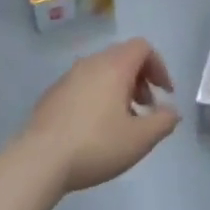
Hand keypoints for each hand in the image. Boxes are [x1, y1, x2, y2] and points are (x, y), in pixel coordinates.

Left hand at [19, 38, 180, 192]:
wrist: (38, 161)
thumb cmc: (96, 145)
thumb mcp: (140, 139)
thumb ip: (163, 122)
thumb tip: (171, 111)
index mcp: (114, 66)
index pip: (142, 47)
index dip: (159, 66)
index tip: (165, 93)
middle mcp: (90, 64)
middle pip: (122, 57)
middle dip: (140, 79)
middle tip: (146, 107)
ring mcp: (67, 78)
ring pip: (102, 71)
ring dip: (119, 89)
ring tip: (122, 121)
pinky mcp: (51, 95)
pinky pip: (83, 85)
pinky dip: (98, 96)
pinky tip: (94, 129)